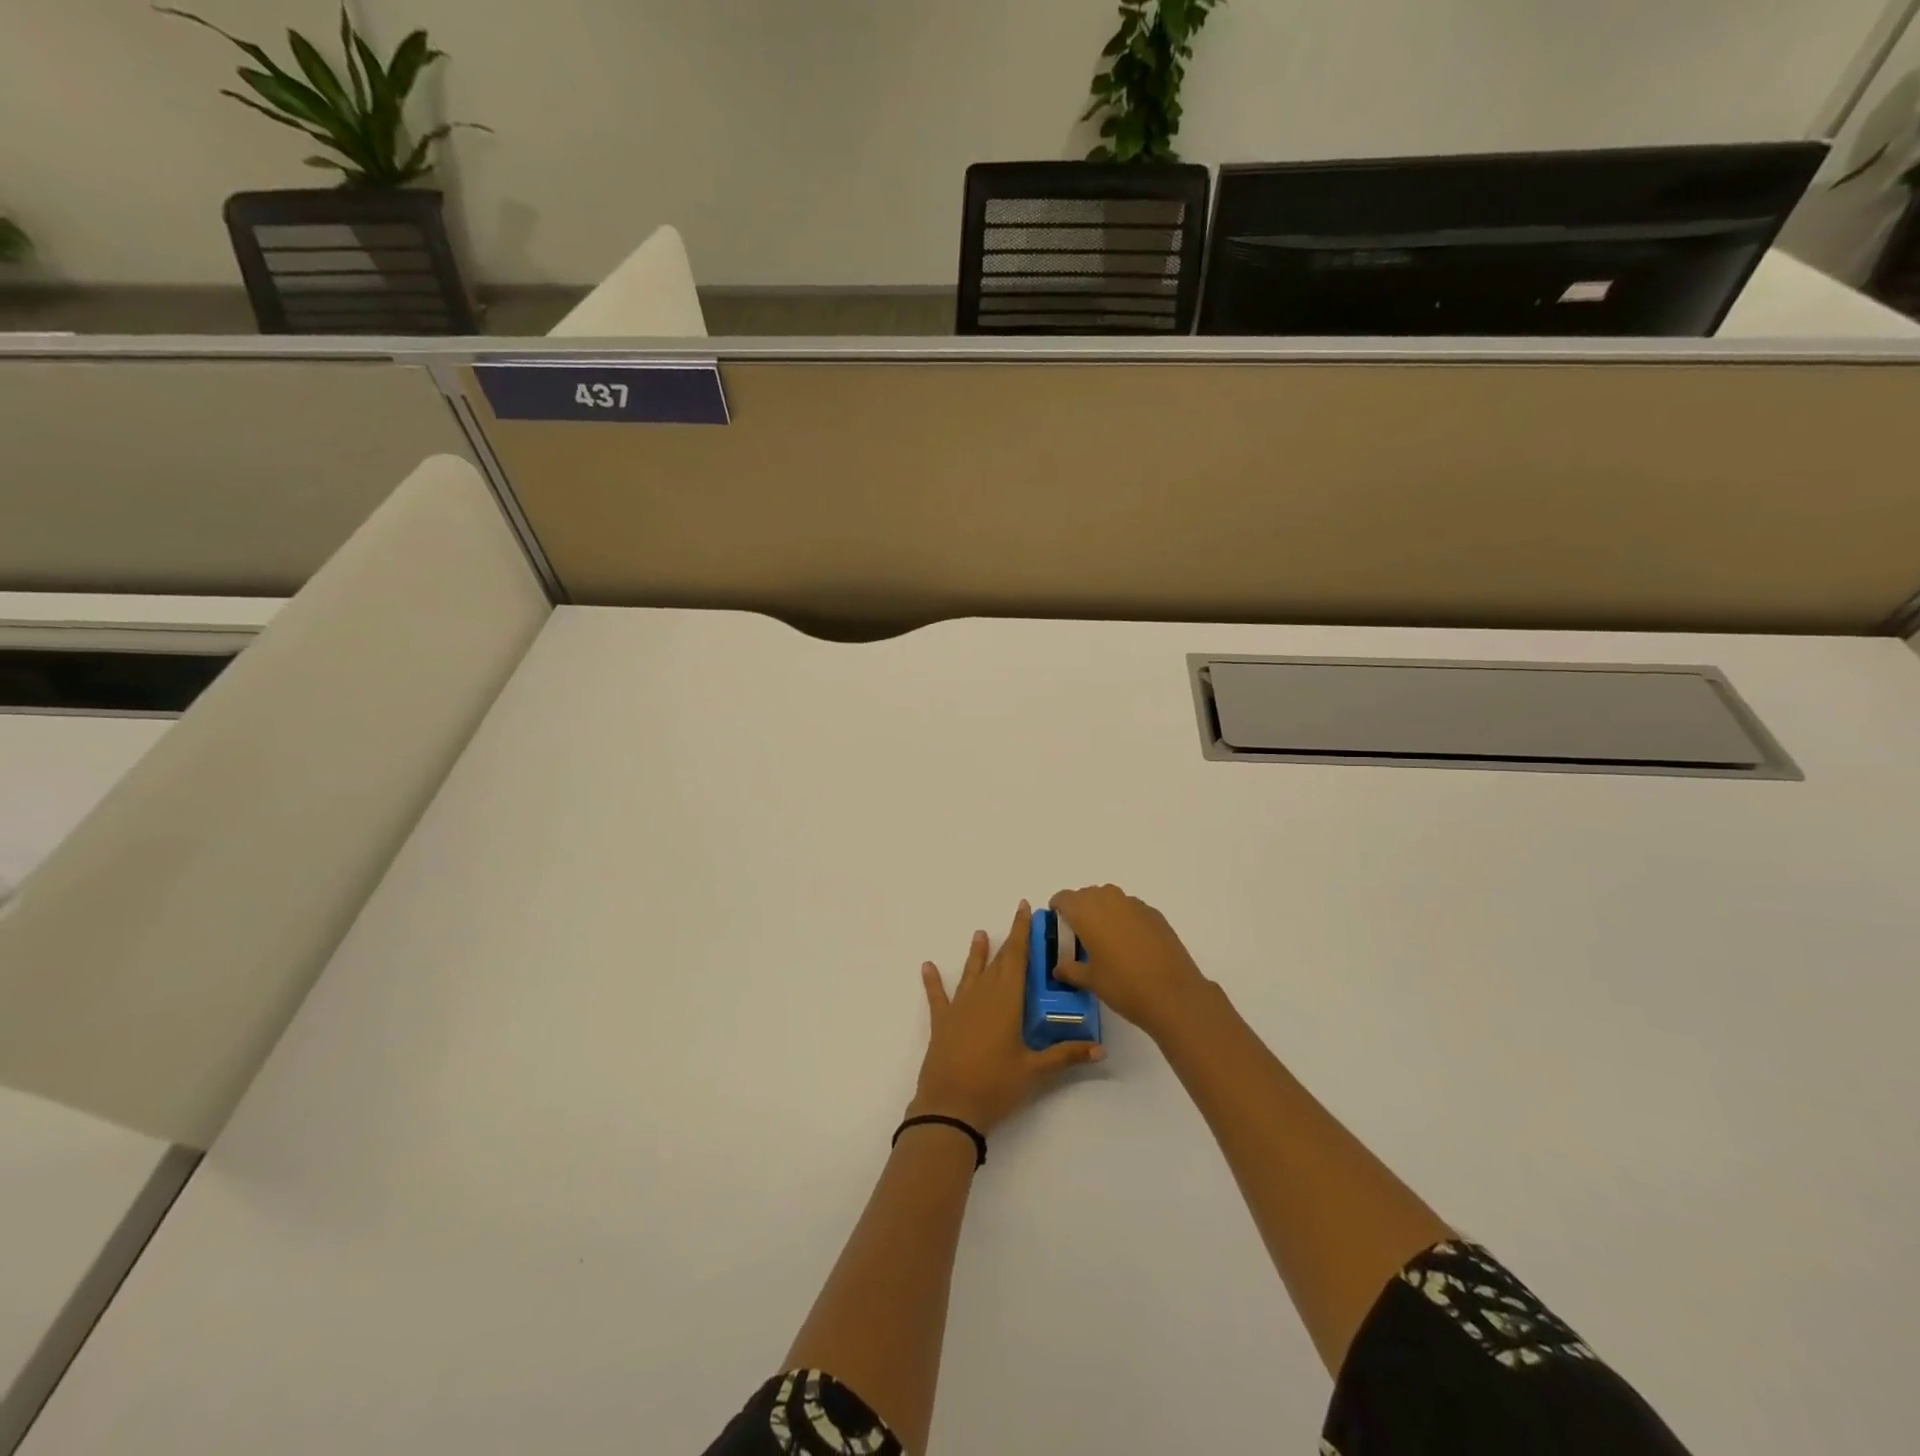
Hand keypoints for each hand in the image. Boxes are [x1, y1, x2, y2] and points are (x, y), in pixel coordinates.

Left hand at [909, 900, 1103, 1134]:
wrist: (950, 1106)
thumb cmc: (996, 1085)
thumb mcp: (1035, 1071)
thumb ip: (1066, 1055)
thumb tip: (1100, 1048)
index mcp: (1007, 1000)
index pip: (1017, 958)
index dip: (1021, 932)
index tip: (1024, 908)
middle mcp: (983, 995)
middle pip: (998, 962)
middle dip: (1009, 941)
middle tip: (1017, 921)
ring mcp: (959, 1007)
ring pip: (971, 973)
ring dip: (976, 954)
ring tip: (979, 934)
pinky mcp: (942, 1022)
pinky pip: (937, 996)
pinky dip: (933, 981)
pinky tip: (927, 966)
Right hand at [1049, 884, 1211, 1041]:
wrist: (1173, 995)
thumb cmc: (1123, 986)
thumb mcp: (1090, 981)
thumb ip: (1070, 969)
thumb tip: (1059, 967)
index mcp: (1086, 912)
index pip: (1064, 898)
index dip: (1058, 910)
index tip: (1059, 927)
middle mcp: (1109, 900)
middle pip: (1087, 895)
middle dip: (1080, 910)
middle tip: (1080, 937)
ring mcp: (1134, 904)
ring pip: (1110, 899)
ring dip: (1103, 912)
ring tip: (1106, 940)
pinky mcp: (1155, 914)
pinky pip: (1131, 909)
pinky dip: (1124, 919)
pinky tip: (1131, 945)